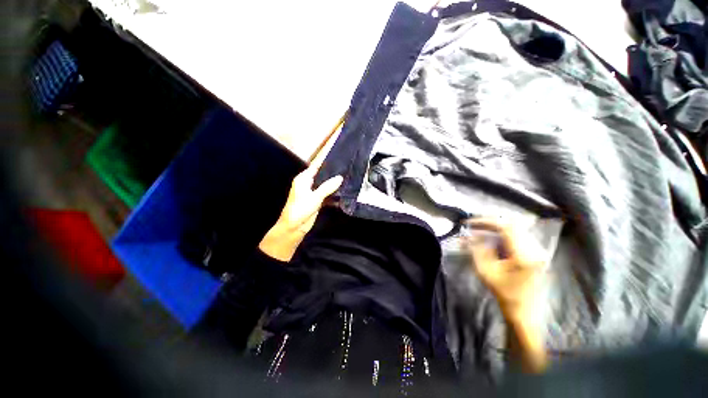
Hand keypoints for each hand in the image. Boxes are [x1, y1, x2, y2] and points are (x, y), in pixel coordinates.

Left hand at [258, 129, 342, 261]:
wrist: (294, 228)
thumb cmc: (300, 210)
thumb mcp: (314, 197)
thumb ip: (327, 187)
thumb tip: (340, 177)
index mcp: (303, 179)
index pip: (317, 166)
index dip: (326, 160)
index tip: (337, 154)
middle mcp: (308, 183)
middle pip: (322, 174)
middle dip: (333, 171)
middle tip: (347, 165)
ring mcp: (313, 192)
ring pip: (325, 184)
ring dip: (334, 182)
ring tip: (348, 175)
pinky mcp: (317, 200)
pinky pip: (327, 193)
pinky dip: (334, 192)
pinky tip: (343, 189)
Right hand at [462, 218, 545, 321]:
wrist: (523, 310)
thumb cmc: (503, 292)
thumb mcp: (485, 271)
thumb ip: (476, 250)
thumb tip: (467, 235)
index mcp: (523, 256)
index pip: (506, 227)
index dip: (486, 222)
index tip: (470, 223)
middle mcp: (534, 249)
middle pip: (512, 224)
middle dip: (490, 222)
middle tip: (474, 225)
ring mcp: (538, 250)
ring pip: (516, 228)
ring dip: (496, 227)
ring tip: (480, 230)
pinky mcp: (536, 252)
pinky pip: (519, 234)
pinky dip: (503, 233)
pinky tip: (492, 237)